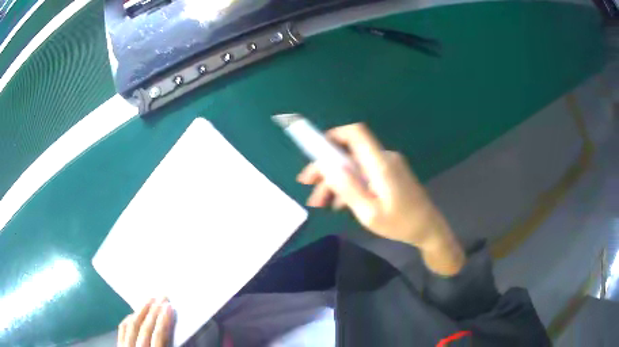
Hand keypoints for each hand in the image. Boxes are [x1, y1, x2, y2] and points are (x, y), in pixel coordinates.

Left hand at [118, 298, 173, 346]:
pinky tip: (134, 313)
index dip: (164, 321)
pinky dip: (128, 319)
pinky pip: (122, 329)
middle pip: (144, 328)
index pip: (158, 336)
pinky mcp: (118, 344)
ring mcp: (125, 346)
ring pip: (131, 325)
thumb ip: (168, 344)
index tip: (169, 306)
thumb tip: (179, 332)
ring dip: (141, 311)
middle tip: (162, 297)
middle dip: (154, 311)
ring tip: (150, 300)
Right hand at [297, 123, 464, 274]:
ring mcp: (387, 166)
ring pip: (354, 166)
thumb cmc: (400, 224)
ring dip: (335, 181)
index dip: (333, 135)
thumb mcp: (369, 213)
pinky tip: (339, 203)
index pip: (356, 134)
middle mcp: (383, 158)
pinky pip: (364, 174)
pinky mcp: (389, 174)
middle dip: (326, 167)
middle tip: (307, 185)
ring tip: (320, 203)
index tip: (314, 150)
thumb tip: (326, 165)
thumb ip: (347, 188)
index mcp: (380, 164)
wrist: (428, 229)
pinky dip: (350, 184)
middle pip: (349, 152)